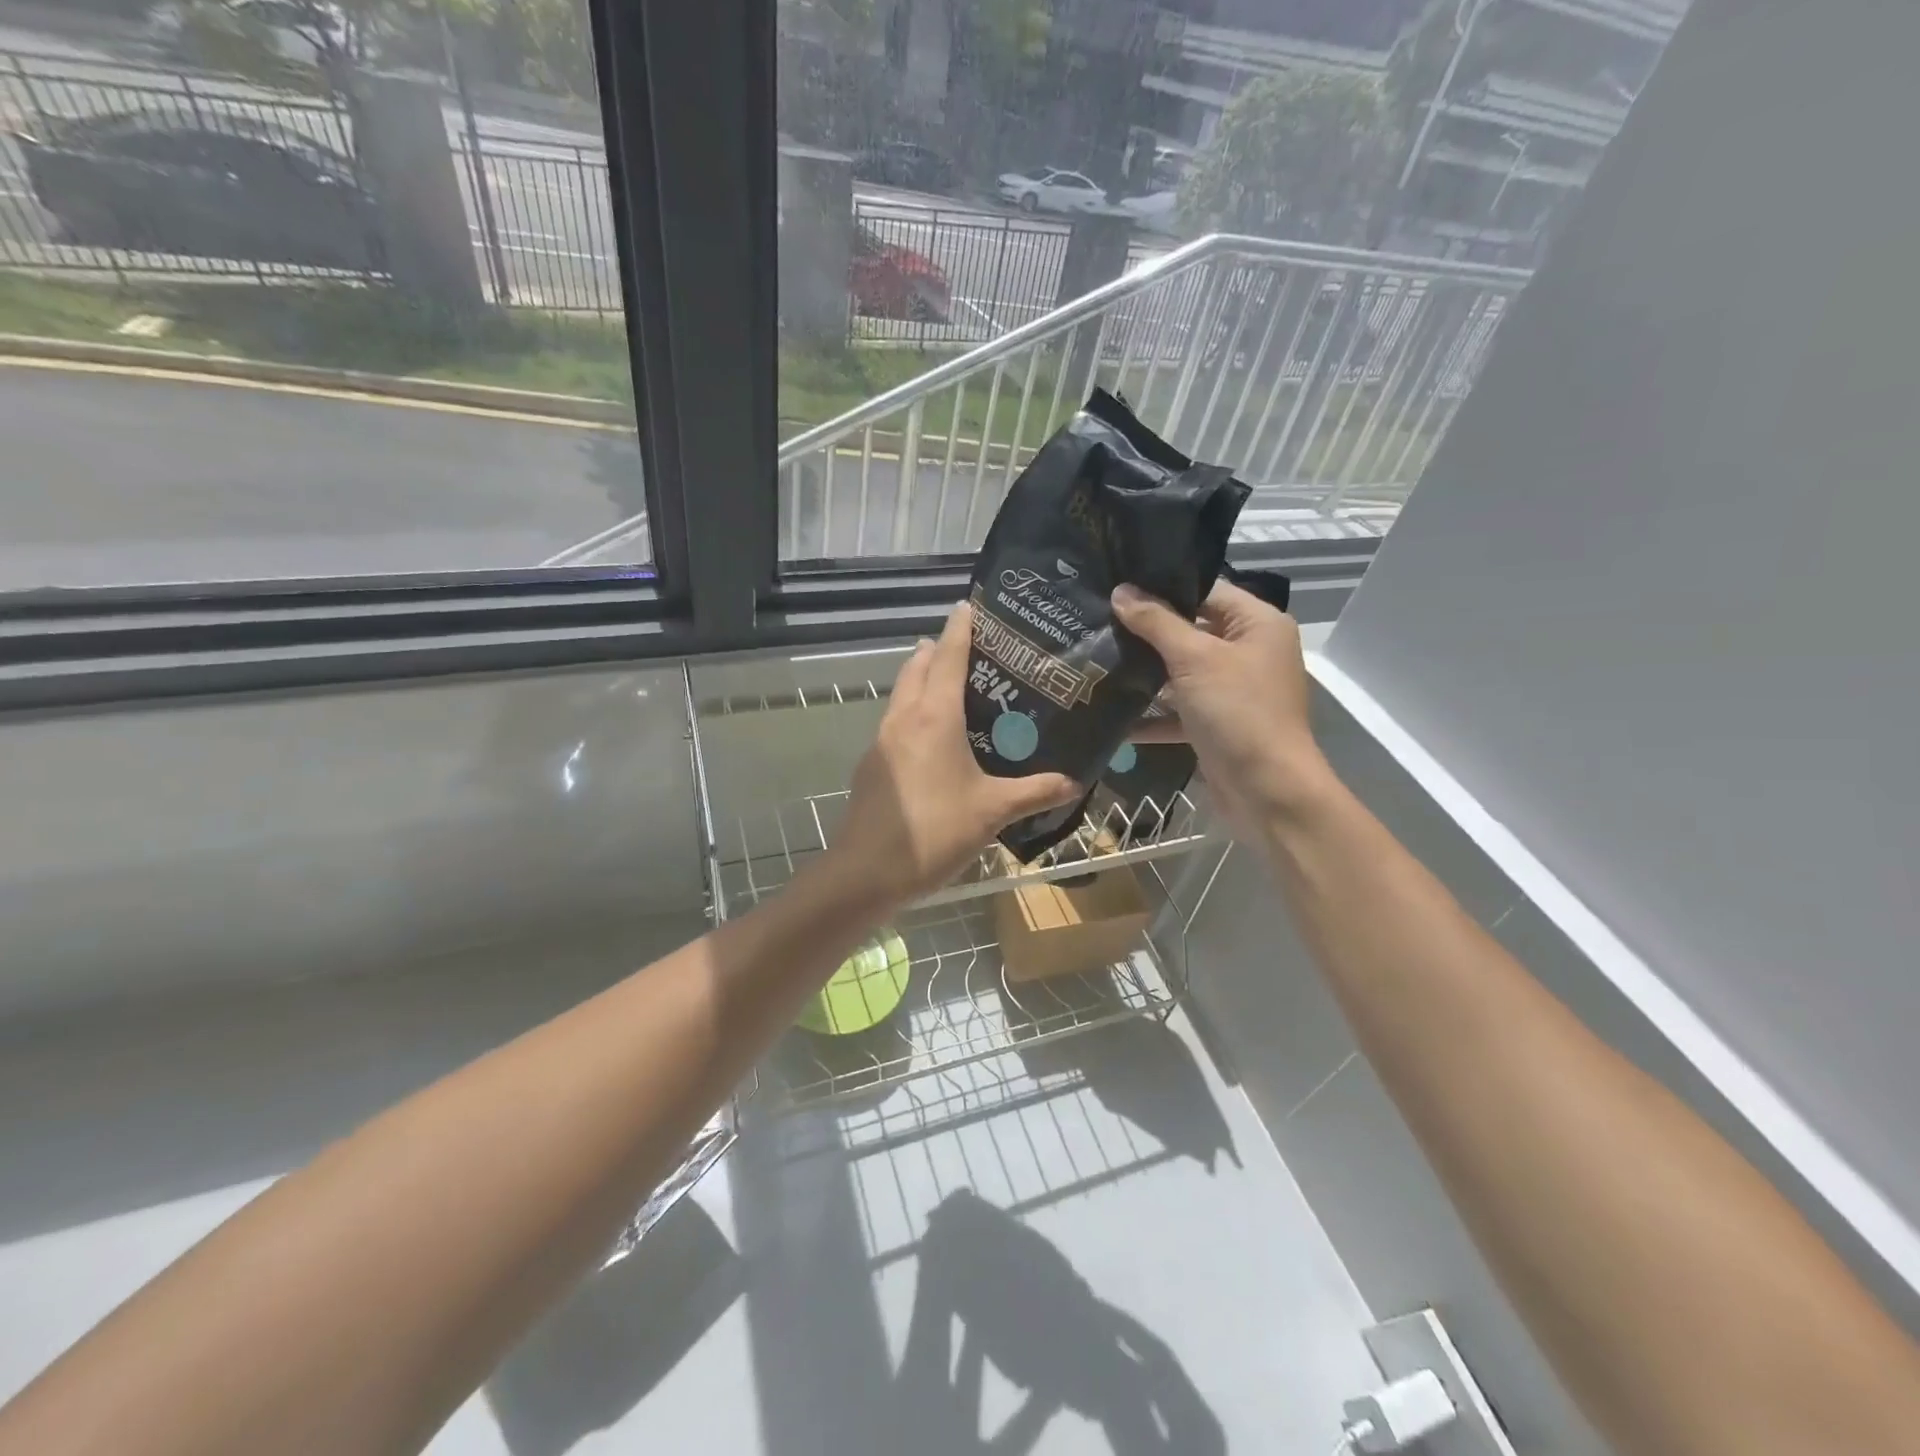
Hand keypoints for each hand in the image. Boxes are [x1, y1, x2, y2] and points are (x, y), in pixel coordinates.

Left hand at [835, 602, 1078, 908]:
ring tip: (953, 686)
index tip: (968, 605)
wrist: (867, 871)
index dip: (960, 628)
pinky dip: (913, 710)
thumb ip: (1035, 792)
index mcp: (934, 716)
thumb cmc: (935, 831)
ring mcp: (882, 740)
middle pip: (918, 667)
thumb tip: (1075, 782)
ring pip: (902, 693)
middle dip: (938, 650)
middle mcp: (904, 717)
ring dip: (922, 678)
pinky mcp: (872, 763)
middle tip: (971, 649)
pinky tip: (932, 737)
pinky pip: (895, 720)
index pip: (948, 656)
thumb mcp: (993, 811)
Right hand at [1111, 581, 1333, 836]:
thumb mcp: (1194, 659)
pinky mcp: (1216, 725)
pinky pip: (1178, 711)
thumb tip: (1121, 591)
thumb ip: (1156, 623)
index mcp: (1257, 624)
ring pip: (1181, 672)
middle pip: (1191, 631)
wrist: (1267, 791)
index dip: (1163, 587)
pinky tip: (1110, 714)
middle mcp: (1248, 652)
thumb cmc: (1238, 712)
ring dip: (1144, 673)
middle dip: (1146, 631)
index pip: (1206, 591)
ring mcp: (1232, 691)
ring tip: (1096, 659)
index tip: (1117, 585)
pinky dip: (1151, 715)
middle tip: (1097, 620)